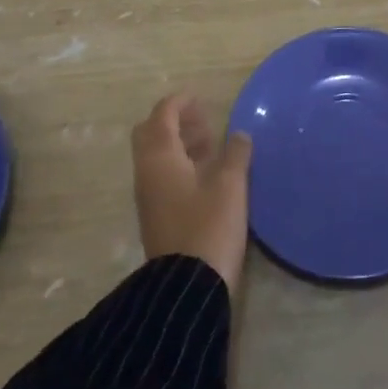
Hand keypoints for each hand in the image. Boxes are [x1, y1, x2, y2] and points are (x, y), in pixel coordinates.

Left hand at [131, 94, 252, 291]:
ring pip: (156, 156)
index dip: (180, 102)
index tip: (201, 98)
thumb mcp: (230, 186)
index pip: (162, 115)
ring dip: (179, 143)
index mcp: (160, 157)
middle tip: (203, 122)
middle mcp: (148, 172)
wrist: (187, 290)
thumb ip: (236, 154)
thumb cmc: (208, 227)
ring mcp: (149, 196)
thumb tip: (240, 134)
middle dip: (175, 121)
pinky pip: (162, 175)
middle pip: (151, 133)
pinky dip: (179, 163)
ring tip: (212, 145)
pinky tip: (207, 174)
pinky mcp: (156, 215)